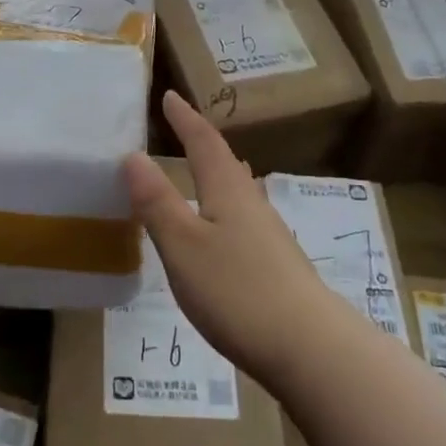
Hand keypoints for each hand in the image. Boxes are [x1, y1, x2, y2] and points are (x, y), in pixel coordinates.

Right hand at [123, 92, 339, 384]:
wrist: (312, 350)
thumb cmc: (238, 291)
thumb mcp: (183, 246)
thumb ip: (157, 202)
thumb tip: (133, 155)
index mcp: (228, 193)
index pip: (204, 143)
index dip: (185, 119)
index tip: (169, 96)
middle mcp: (253, 206)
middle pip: (226, 164)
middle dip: (203, 144)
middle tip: (184, 129)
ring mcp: (270, 238)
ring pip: (239, 193)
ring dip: (218, 176)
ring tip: (205, 171)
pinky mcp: (278, 268)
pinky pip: (244, 221)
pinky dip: (225, 209)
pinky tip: (225, 231)